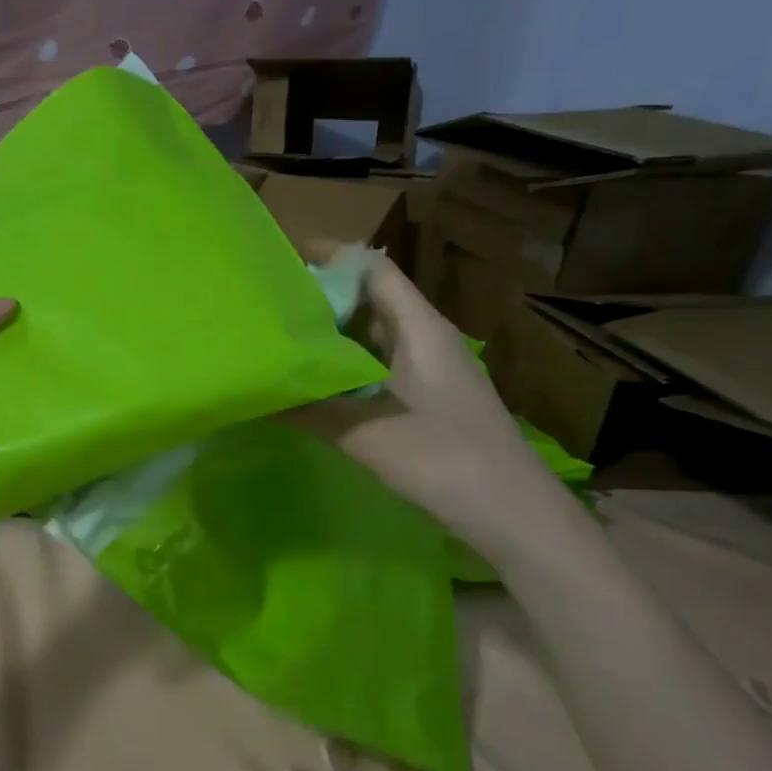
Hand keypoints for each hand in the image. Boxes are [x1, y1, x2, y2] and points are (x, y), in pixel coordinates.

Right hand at [284, 250, 565, 550]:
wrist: (513, 514)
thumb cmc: (445, 460)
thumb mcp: (367, 434)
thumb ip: (312, 410)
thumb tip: (258, 395)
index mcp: (420, 329)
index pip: (373, 269)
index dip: (330, 257)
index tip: (281, 260)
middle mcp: (426, 339)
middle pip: (371, 299)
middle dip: (322, 298)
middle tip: (269, 306)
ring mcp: (430, 371)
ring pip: (374, 337)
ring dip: (333, 336)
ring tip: (282, 341)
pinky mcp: (428, 400)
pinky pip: (379, 369)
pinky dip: (346, 369)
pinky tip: (315, 386)